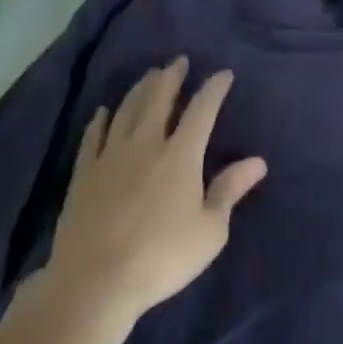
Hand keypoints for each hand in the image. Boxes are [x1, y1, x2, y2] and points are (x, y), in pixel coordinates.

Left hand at [46, 57, 266, 323]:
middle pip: (159, 100)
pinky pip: (93, 137)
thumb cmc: (162, 257)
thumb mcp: (209, 230)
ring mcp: (111, 156)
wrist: (95, 282)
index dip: (214, 89)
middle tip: (178, 61)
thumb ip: (229, 190)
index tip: (223, 74)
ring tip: (149, 76)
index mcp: (180, 155)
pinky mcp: (84, 174)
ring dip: (140, 90)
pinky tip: (103, 112)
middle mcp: (145, 144)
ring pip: (126, 111)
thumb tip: (258, 161)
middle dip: (171, 77)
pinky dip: (100, 120)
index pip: (201, 111)